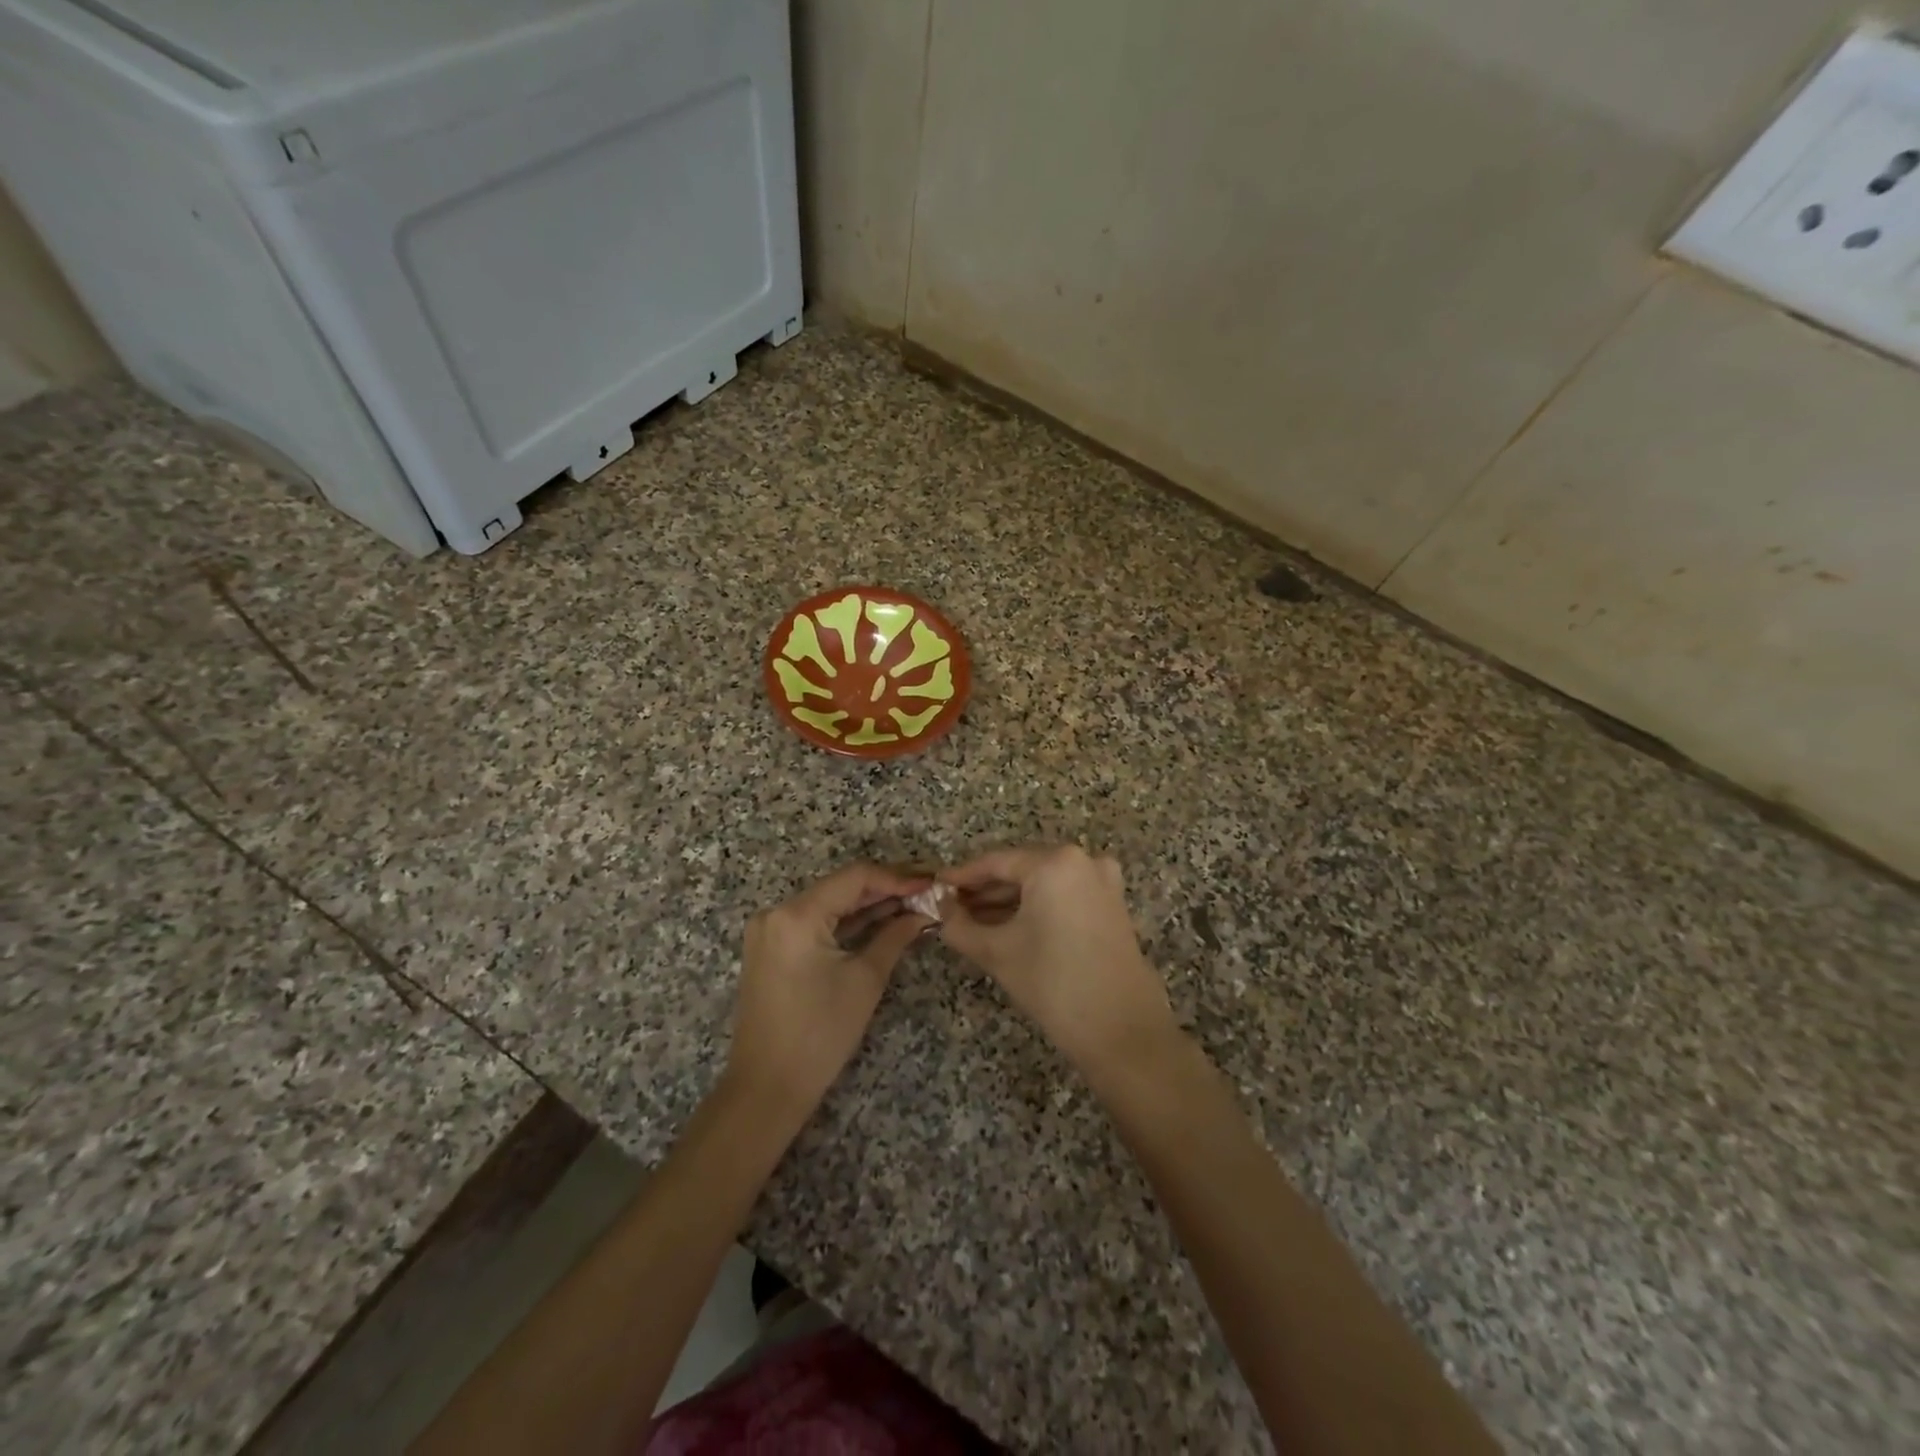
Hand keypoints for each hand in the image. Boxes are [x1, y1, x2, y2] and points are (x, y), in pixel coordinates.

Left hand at [726, 864, 932, 1121]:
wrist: (767, 1088)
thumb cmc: (820, 1035)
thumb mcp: (865, 980)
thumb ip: (895, 936)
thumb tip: (923, 913)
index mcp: (796, 914)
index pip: (855, 877)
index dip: (897, 877)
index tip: (931, 883)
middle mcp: (777, 912)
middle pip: (840, 887)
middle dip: (885, 888)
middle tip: (927, 891)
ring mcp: (770, 930)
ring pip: (829, 904)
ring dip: (868, 904)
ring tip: (912, 903)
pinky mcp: (772, 947)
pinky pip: (815, 922)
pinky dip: (847, 922)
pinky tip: (882, 919)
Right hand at [938, 845, 1175, 1074]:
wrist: (1122, 1030)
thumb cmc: (1054, 983)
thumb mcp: (997, 952)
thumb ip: (960, 925)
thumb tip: (941, 909)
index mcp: (1055, 862)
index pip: (996, 862)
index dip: (962, 876)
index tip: (936, 887)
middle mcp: (1083, 861)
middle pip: (1021, 869)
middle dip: (985, 890)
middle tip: (951, 908)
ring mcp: (1103, 882)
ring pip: (1043, 884)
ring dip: (1009, 900)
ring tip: (973, 921)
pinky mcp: (1112, 906)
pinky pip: (1063, 896)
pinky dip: (1036, 907)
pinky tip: (1009, 927)